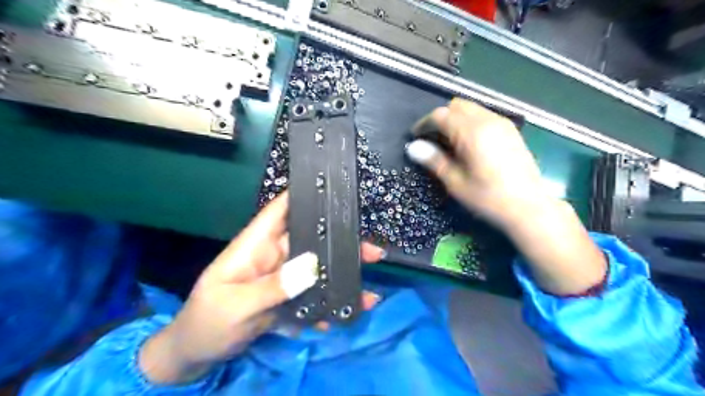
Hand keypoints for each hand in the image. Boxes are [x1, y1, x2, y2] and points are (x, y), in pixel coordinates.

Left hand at [138, 193, 385, 383]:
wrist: (197, 354)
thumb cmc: (207, 322)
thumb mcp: (236, 305)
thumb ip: (273, 287)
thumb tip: (313, 265)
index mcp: (256, 245)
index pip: (280, 210)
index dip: (304, 195)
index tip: (335, 190)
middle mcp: (274, 255)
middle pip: (310, 239)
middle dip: (340, 241)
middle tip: (372, 251)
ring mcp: (283, 277)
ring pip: (317, 267)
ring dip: (342, 273)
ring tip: (369, 283)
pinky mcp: (288, 297)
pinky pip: (315, 293)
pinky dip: (332, 301)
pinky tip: (350, 311)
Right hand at [408, 99, 606, 295]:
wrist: (529, 207)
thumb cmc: (488, 198)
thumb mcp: (456, 183)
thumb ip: (434, 161)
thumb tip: (413, 148)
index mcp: (472, 132)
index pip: (441, 115)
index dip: (424, 124)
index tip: (415, 137)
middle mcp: (488, 120)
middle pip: (457, 106)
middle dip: (440, 118)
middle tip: (432, 139)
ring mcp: (502, 123)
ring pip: (471, 108)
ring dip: (455, 119)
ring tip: (449, 142)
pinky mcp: (510, 130)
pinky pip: (484, 115)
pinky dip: (470, 122)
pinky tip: (468, 143)